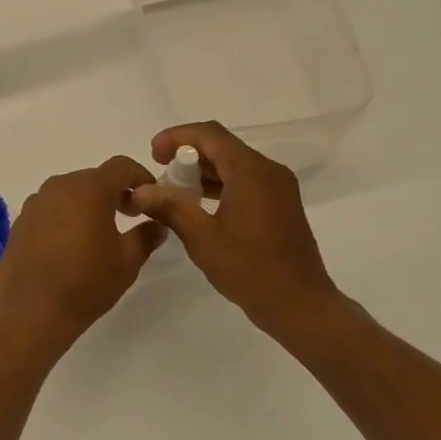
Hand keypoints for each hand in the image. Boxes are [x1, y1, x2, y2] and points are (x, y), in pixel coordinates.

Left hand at [0, 157, 167, 359]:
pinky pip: (50, 208)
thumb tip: (156, 225)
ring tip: (99, 234)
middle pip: (94, 178)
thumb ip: (146, 236)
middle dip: (115, 192)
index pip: (121, 166)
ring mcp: (36, 202)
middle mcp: (60, 186)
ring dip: (88, 204)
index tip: (151, 199)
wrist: (31, 312)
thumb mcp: (127, 261)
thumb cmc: (86, 283)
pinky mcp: (21, 221)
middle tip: (130, 217)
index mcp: (89, 188)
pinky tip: (70, 246)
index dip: (141, 177)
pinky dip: (65, 216)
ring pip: (70, 192)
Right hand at [129, 122, 337, 337]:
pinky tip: (200, 206)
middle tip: (160, 174)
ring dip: (203, 171)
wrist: (300, 305)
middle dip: (187, 155)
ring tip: (174, 192)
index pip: (209, 134)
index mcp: (251, 171)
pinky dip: (221, 185)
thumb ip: (170, 207)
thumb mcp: (202, 238)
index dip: (177, 137)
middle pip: (222, 146)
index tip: (152, 155)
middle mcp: (268, 171)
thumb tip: (139, 190)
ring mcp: (278, 187)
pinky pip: (246, 181)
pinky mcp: (281, 204)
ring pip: (234, 164)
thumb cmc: (250, 269)